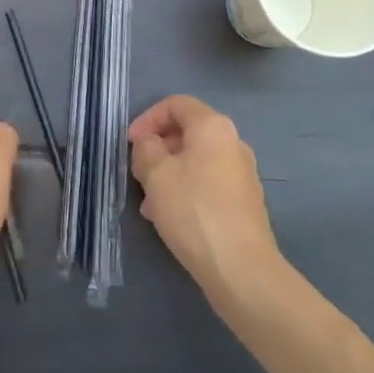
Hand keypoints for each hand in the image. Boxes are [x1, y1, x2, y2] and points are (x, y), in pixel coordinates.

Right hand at [129, 95, 283, 300]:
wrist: (241, 268)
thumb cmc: (194, 211)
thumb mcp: (156, 175)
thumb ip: (146, 149)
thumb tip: (150, 144)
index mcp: (213, 127)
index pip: (176, 104)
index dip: (148, 118)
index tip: (130, 144)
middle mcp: (233, 143)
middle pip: (187, 132)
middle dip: (158, 149)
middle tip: (138, 173)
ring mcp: (242, 173)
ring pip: (196, 161)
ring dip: (169, 174)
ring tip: (148, 203)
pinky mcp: (244, 201)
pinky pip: (207, 183)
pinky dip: (186, 190)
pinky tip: (170, 218)